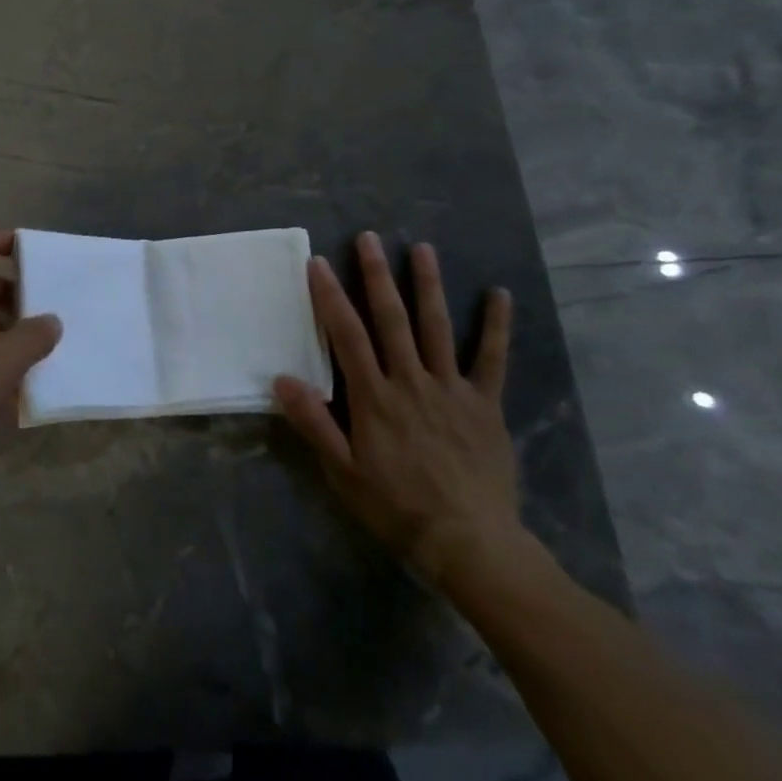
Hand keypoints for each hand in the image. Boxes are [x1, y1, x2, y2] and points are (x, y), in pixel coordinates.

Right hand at [275, 234, 524, 590]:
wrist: (468, 543)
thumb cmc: (396, 507)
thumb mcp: (343, 472)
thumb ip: (313, 422)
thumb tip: (281, 378)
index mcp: (374, 396)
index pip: (346, 334)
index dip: (330, 296)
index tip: (318, 262)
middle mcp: (411, 380)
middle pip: (391, 319)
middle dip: (376, 275)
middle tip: (368, 238)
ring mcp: (451, 388)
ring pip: (436, 327)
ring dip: (428, 285)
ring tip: (421, 248)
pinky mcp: (484, 404)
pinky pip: (491, 359)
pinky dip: (496, 326)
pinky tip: (500, 294)